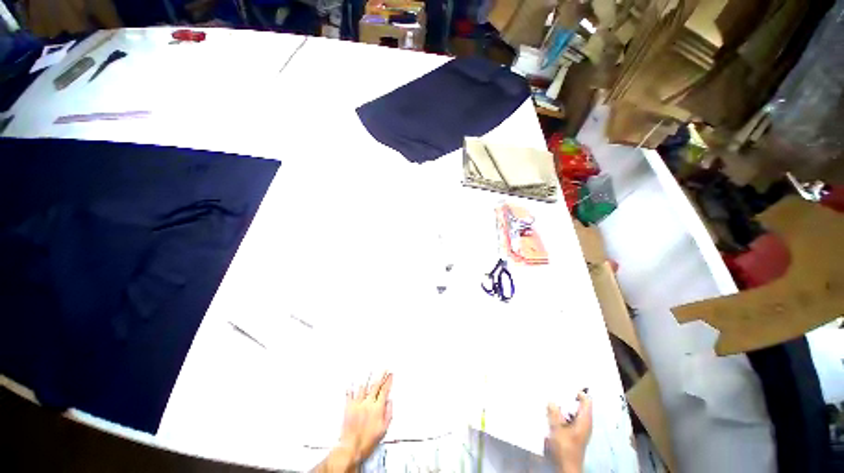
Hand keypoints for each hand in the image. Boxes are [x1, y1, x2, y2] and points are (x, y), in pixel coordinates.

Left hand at [314, 373, 393, 472]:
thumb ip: (388, 413)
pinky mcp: (349, 407)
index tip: (391, 375)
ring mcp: (358, 404)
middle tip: (384, 369)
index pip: (384, 390)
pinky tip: (353, 382)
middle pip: (375, 385)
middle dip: (381, 376)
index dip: (388, 381)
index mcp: (377, 408)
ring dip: (368, 378)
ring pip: (363, 387)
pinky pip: (350, 394)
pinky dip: (352, 387)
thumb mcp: (384, 429)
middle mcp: (368, 403)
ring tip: (371, 371)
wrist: (351, 448)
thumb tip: (390, 401)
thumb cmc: (368, 441)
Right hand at [546, 390, 592, 472]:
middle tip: (557, 388)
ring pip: (574, 412)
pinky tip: (554, 412)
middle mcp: (585, 423)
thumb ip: (554, 413)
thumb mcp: (557, 429)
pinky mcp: (575, 434)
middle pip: (580, 406)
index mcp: (585, 421)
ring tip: (553, 398)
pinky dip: (564, 413)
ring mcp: (581, 429)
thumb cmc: (565, 448)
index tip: (567, 383)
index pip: (586, 401)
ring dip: (565, 406)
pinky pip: (571, 418)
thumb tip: (551, 399)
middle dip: (570, 397)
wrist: (567, 467)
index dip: (579, 392)